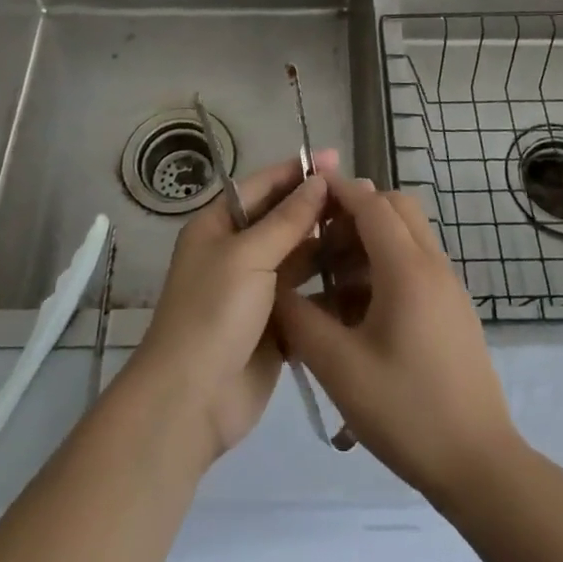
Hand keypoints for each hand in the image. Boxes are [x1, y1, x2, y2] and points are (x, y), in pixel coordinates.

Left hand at [124, 151, 334, 464]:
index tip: (337, 160)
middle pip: (283, 221)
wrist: (191, 401)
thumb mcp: (248, 255)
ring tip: (371, 235)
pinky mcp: (274, 328)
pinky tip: (363, 279)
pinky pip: (306, 298)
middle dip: (318, 210)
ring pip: (299, 259)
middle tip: (364, 199)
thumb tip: (318, 180)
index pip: (262, 186)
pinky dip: (329, 289)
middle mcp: (236, 252)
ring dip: (329, 248)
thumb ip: (287, 219)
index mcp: (218, 226)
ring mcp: (256, 291)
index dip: (298, 171)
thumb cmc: (213, 312)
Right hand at [276, 174, 520, 504]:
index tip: (306, 185)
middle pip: (395, 208)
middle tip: (319, 235)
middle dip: (356, 210)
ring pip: (407, 236)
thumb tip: (275, 287)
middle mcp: (433, 265)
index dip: (338, 189)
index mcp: (407, 268)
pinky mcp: (453, 310)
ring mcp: (448, 287)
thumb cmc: (407, 411)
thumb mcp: (339, 367)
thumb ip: (301, 319)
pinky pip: (416, 265)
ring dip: (370, 240)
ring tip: (330, 278)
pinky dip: (385, 266)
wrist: (480, 466)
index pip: (371, 204)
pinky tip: (357, 310)